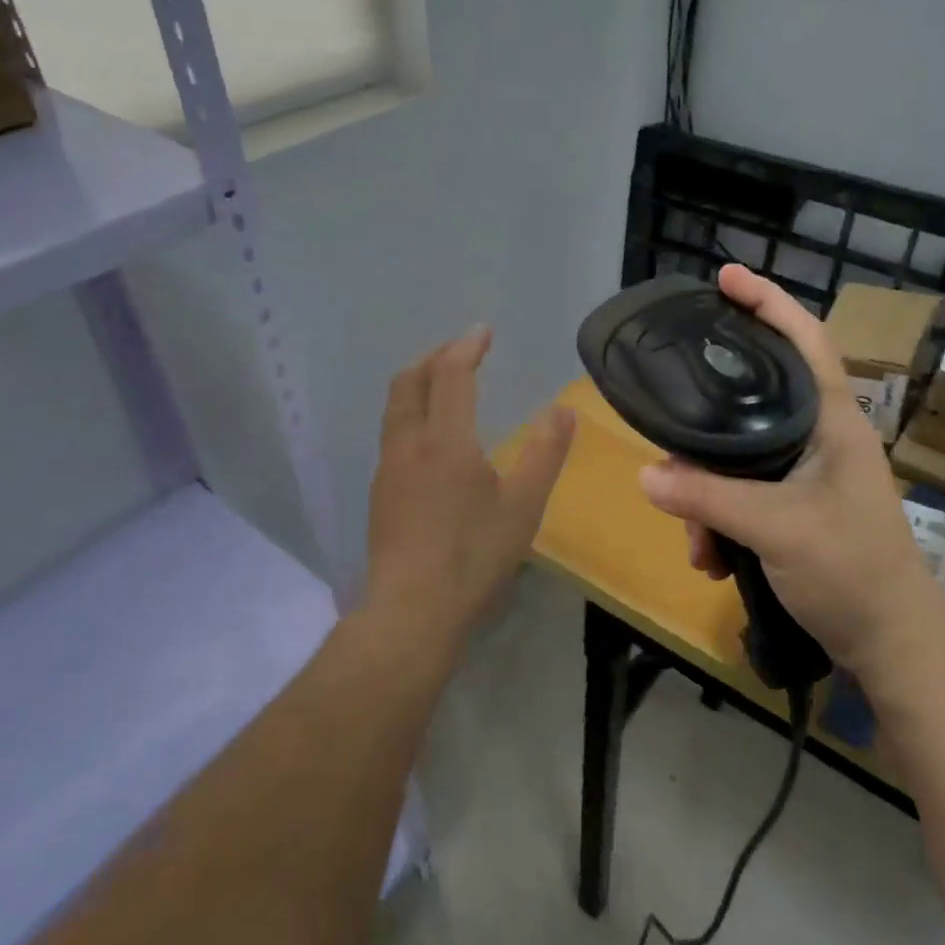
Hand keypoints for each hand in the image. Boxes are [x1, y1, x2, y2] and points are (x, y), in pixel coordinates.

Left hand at [364, 326, 575, 653]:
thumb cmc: (473, 557)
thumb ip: (545, 453)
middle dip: (434, 357)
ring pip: (396, 406)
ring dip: (418, 382)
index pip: (451, 376)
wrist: (411, 612)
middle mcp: (409, 444)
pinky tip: (430, 435)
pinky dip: (411, 410)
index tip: (483, 332)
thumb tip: (563, 410)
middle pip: (410, 381)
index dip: (466, 348)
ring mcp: (388, 468)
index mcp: (445, 441)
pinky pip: (393, 431)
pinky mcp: (380, 492)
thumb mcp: (523, 506)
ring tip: (444, 384)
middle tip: (461, 351)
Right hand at [638, 265, 944, 671]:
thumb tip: (645, 475)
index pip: (805, 339)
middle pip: (752, 403)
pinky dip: (721, 524)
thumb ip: (708, 498)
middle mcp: (820, 437)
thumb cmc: (852, 572)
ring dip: (708, 500)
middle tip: (673, 444)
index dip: (768, 301)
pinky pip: (742, 496)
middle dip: (707, 436)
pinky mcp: (797, 509)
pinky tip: (714, 562)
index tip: (726, 276)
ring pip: (738, 460)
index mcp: (832, 421)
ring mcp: (809, 475)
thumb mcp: (775, 529)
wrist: (893, 649)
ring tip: (700, 547)